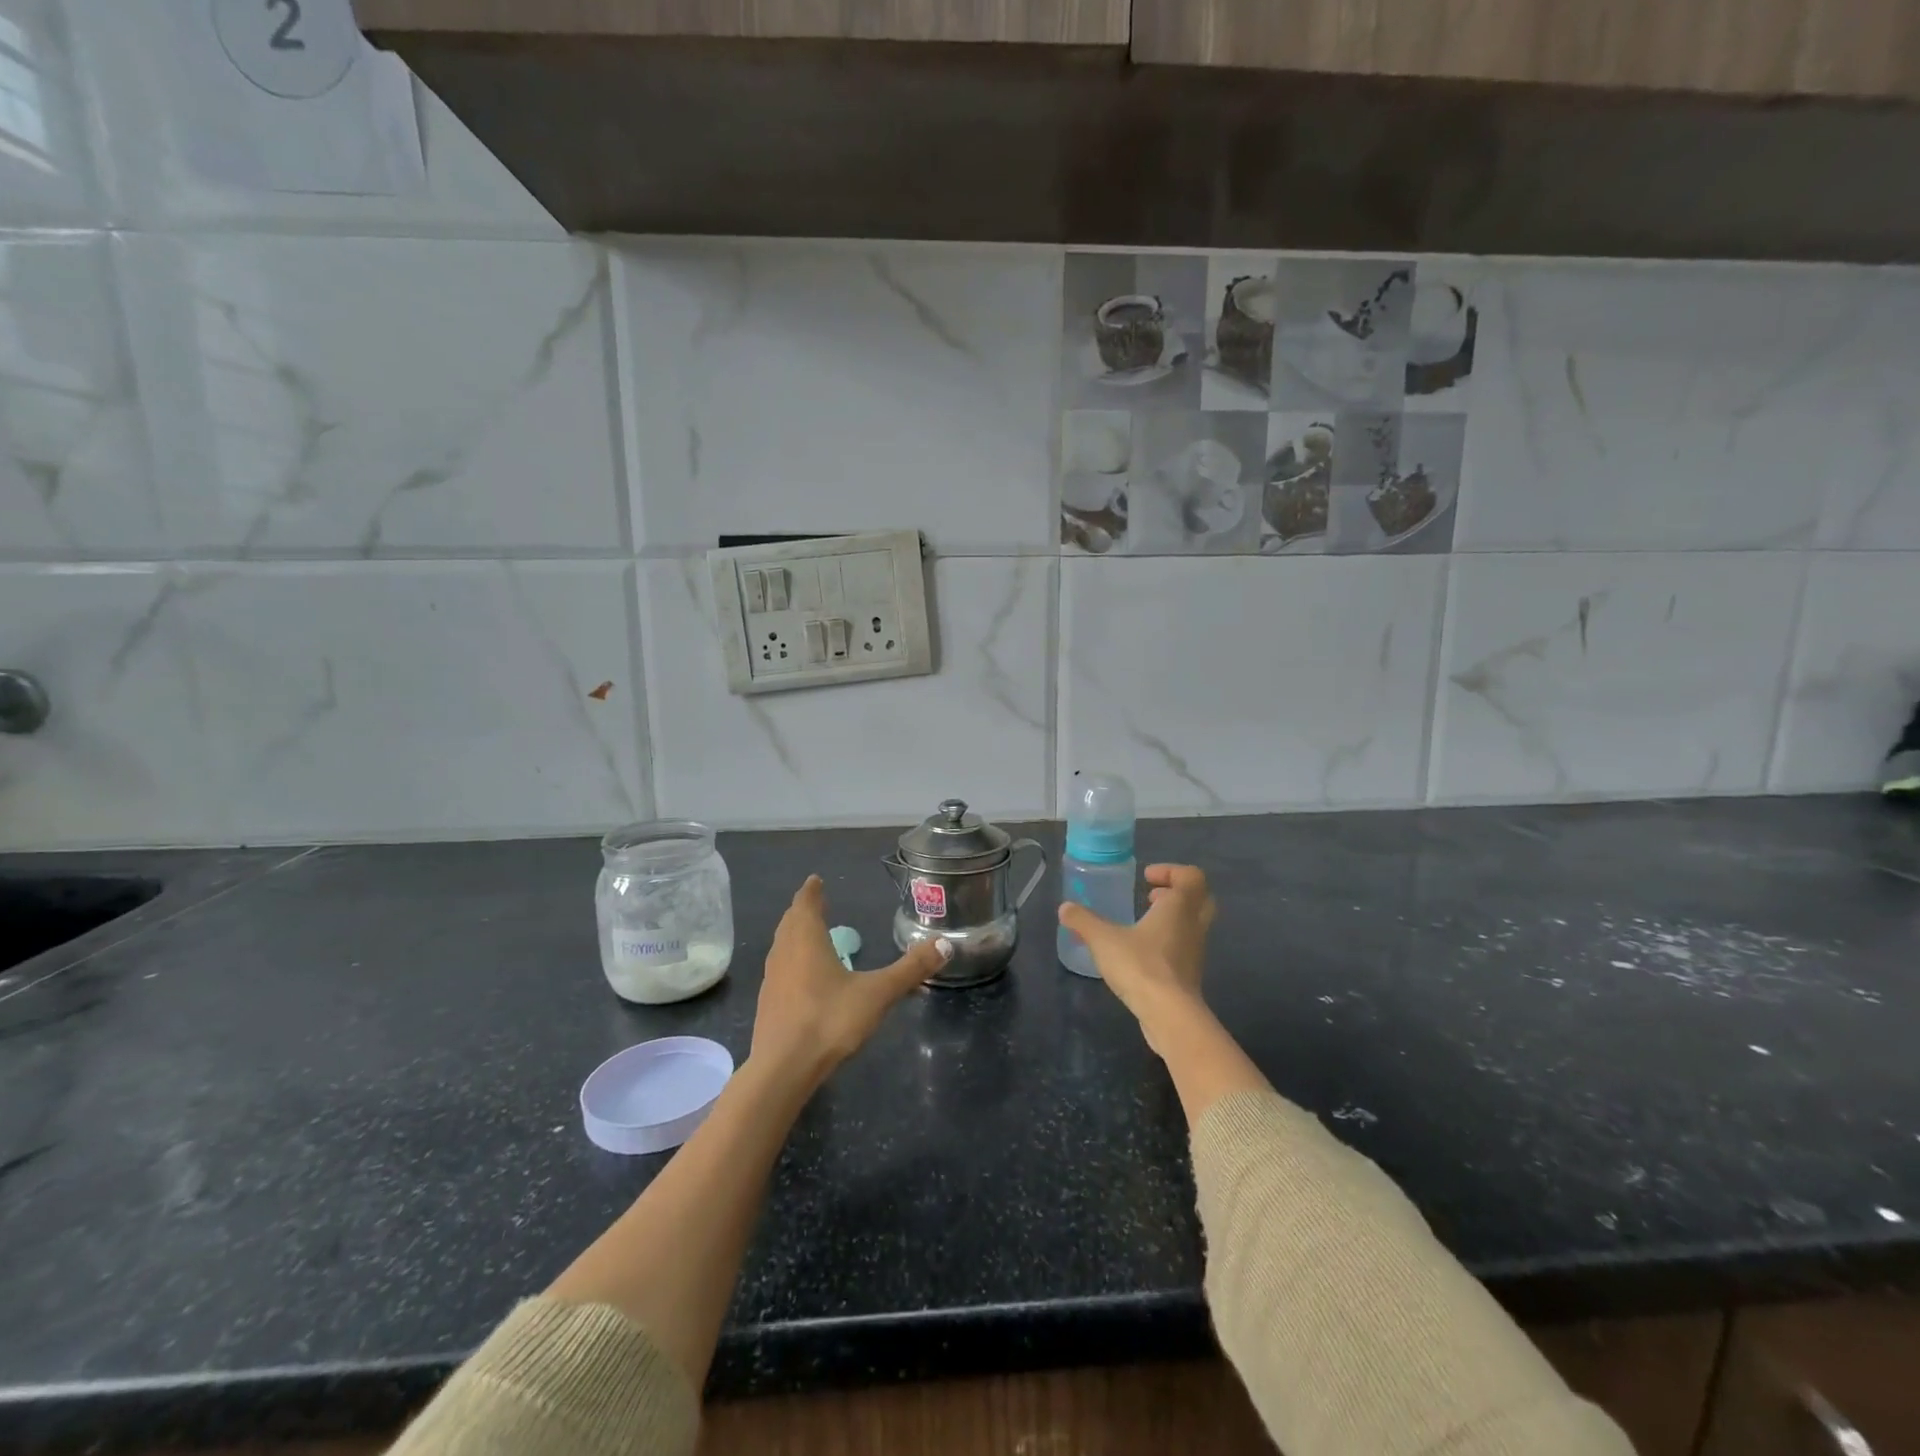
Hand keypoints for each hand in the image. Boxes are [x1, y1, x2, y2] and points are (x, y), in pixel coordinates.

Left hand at [751, 876, 949, 1087]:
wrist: (782, 1069)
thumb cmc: (829, 1020)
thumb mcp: (877, 993)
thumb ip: (910, 969)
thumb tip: (945, 944)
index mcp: (807, 940)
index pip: (806, 905)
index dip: (812, 892)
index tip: (815, 880)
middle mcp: (784, 953)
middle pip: (790, 922)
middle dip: (803, 910)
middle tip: (815, 902)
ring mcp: (772, 979)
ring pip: (781, 946)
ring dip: (793, 935)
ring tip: (808, 934)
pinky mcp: (768, 1004)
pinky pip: (779, 969)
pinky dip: (790, 960)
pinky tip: (801, 976)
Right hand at [1058, 864, 1216, 1051]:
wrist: (1169, 1015)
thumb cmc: (1141, 965)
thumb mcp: (1103, 939)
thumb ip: (1083, 921)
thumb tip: (1065, 908)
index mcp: (1179, 907)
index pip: (1190, 876)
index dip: (1170, 871)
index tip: (1146, 877)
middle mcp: (1192, 925)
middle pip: (1200, 898)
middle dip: (1177, 892)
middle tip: (1151, 896)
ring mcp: (1195, 952)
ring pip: (1193, 925)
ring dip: (1172, 918)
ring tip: (1142, 924)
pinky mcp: (1190, 975)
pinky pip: (1184, 948)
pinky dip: (1168, 942)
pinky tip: (1142, 953)